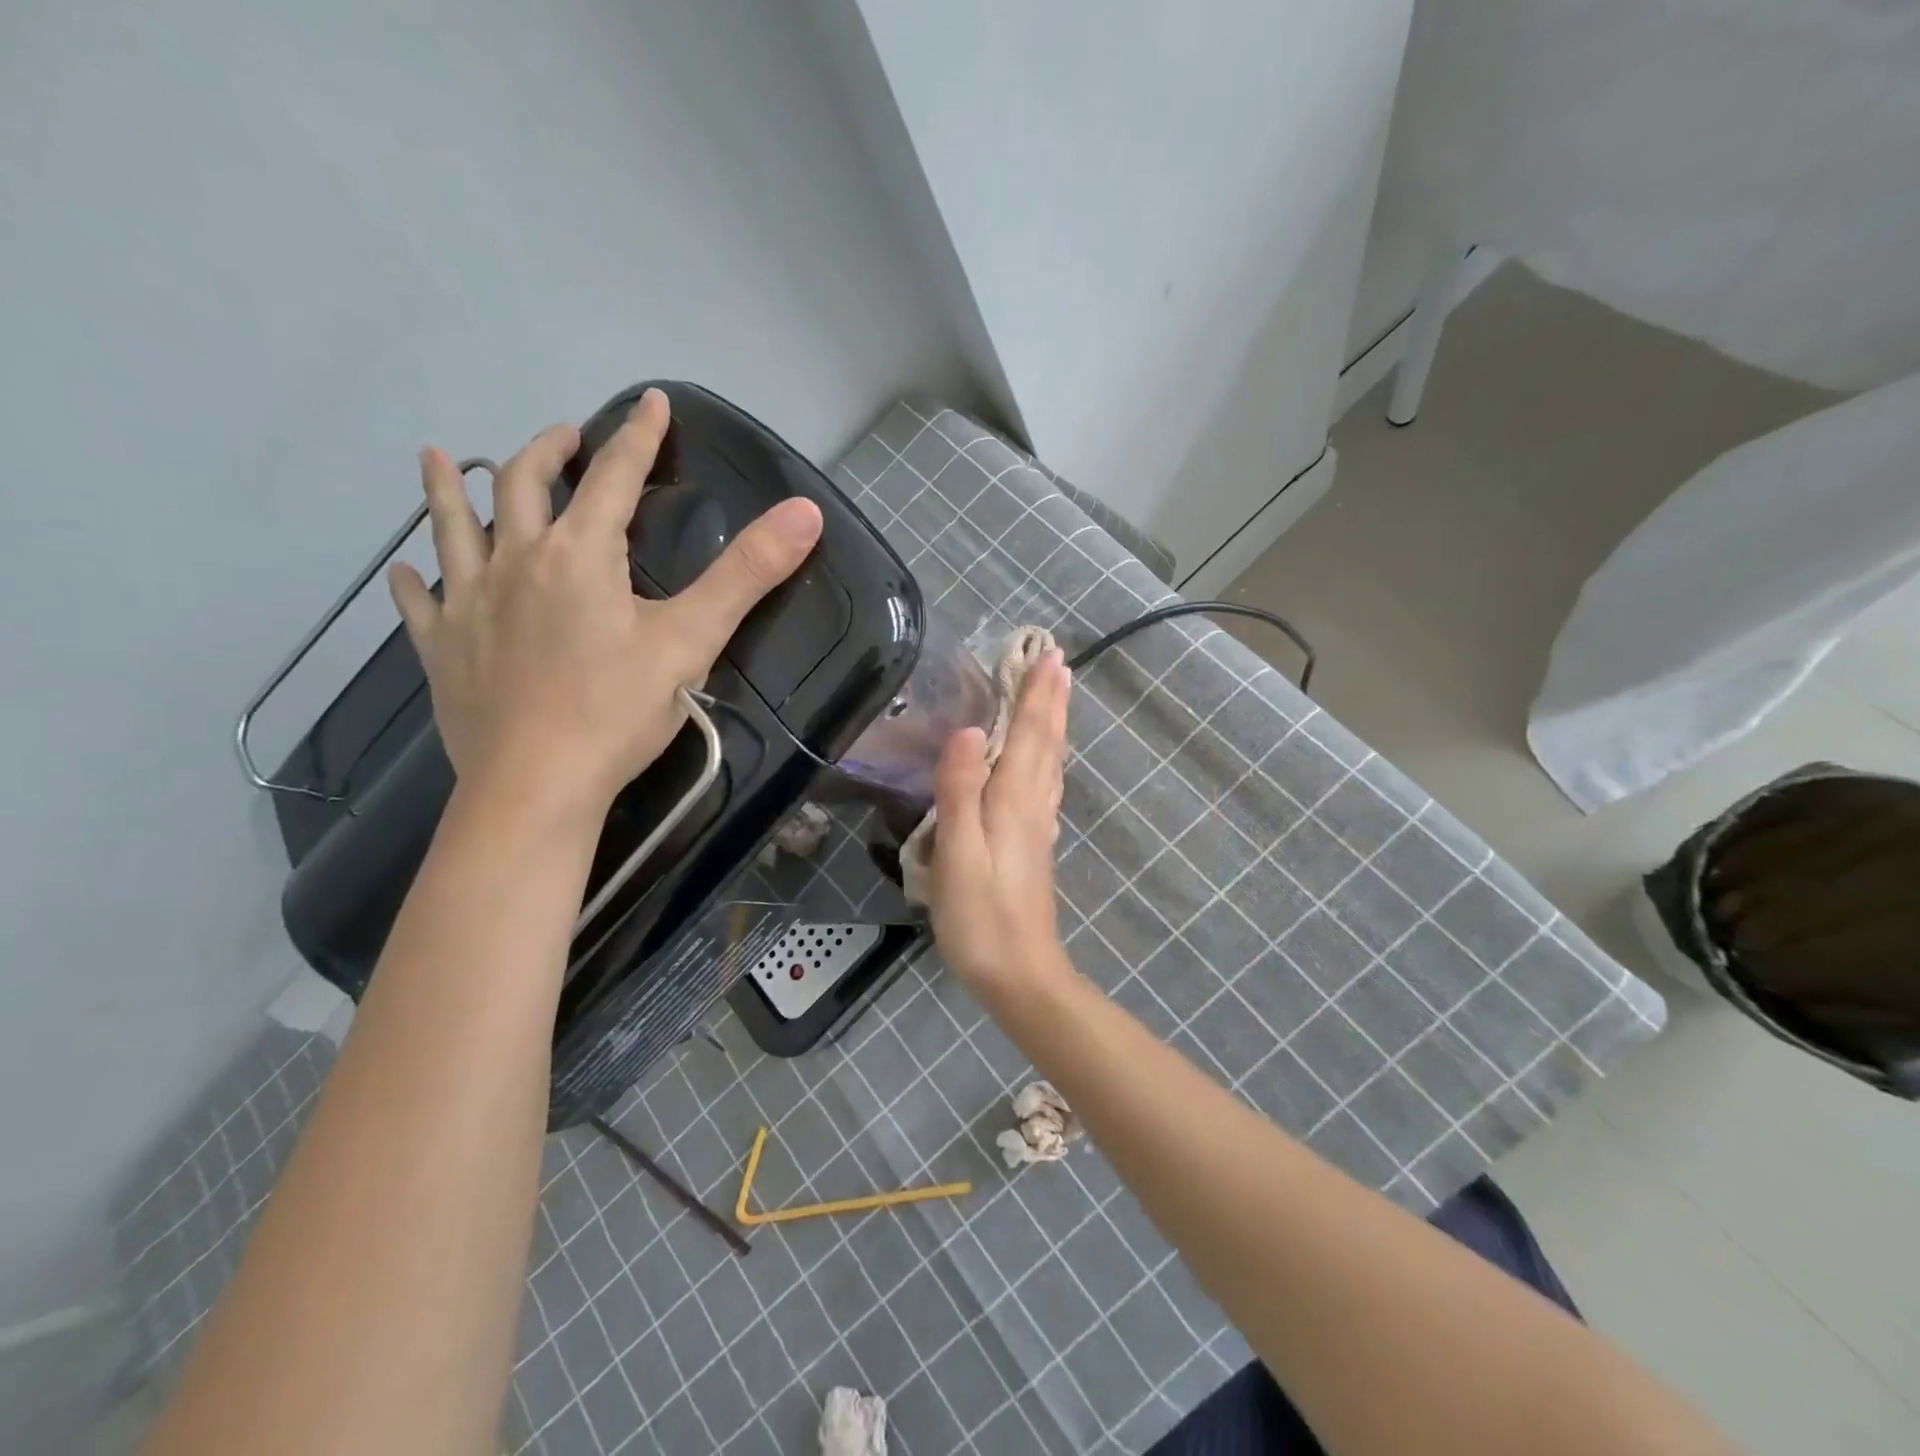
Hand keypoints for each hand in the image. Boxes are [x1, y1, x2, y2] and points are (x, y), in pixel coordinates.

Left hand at [388, 388, 822, 818]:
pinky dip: (415, 579)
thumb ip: (748, 573)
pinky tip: (408, 571)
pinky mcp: (442, 650)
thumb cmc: (618, 711)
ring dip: (449, 487)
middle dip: (548, 451)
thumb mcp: (694, 639)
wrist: (537, 786)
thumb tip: (806, 512)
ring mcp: (469, 604)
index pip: (613, 476)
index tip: (651, 401)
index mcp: (580, 554)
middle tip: (565, 437)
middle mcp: (516, 561)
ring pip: (453, 527)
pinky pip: (420, 602)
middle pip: (522, 484)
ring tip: (441, 457)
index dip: (638, 436)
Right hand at [928, 649, 1074, 995]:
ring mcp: (1037, 827)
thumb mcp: (959, 853)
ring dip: (1054, 725)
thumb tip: (969, 731)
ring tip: (1058, 696)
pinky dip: (1048, 758)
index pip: (1029, 735)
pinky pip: (1045, 785)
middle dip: (1051, 701)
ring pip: (1050, 763)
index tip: (1050, 655)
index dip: (1037, 695)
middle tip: (1059, 662)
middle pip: (1046, 743)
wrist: (1020, 974)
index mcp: (1014, 800)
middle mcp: (1033, 806)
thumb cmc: (981, 917)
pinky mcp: (1033, 846)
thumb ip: (961, 791)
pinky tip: (1046, 763)